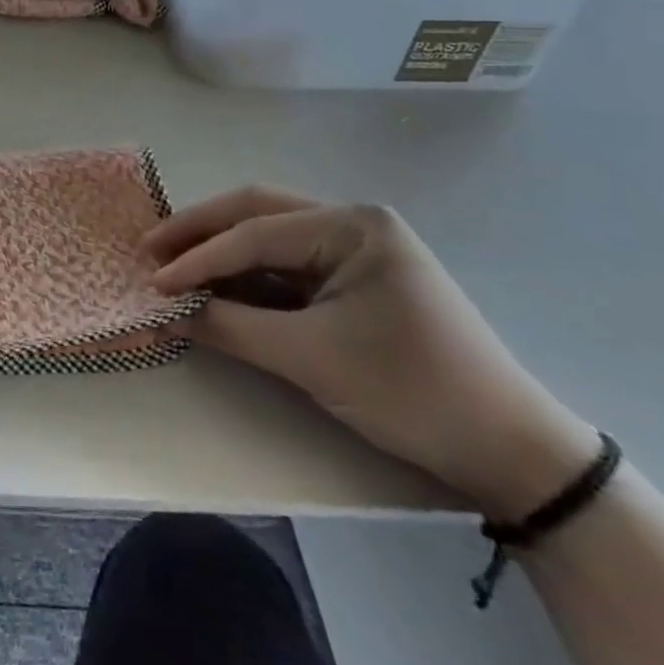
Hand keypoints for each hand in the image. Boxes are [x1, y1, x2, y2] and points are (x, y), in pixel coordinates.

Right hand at [148, 186, 599, 518]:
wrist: (512, 451)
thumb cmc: (414, 390)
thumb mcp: (313, 359)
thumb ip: (233, 328)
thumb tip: (169, 313)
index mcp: (352, 224)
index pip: (256, 234)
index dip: (199, 258)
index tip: (154, 282)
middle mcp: (352, 222)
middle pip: (258, 213)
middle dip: (201, 231)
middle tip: (151, 250)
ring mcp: (355, 250)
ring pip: (270, 238)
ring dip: (221, 252)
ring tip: (173, 266)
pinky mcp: (353, 281)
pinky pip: (288, 268)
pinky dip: (248, 278)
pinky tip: (216, 287)